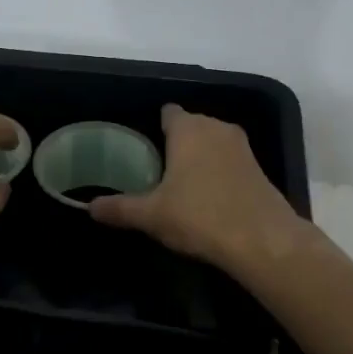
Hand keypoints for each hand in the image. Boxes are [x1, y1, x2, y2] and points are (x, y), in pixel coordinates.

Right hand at [90, 104, 308, 270]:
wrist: (263, 241)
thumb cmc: (200, 216)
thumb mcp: (152, 216)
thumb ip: (119, 208)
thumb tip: (90, 207)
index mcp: (188, 129)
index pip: (168, 112)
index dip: (155, 125)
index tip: (142, 145)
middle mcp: (216, 128)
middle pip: (191, 125)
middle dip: (176, 142)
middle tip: (155, 168)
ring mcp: (242, 147)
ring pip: (212, 143)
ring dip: (199, 157)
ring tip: (179, 183)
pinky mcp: (259, 168)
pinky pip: (229, 161)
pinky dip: (218, 172)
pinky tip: (208, 197)